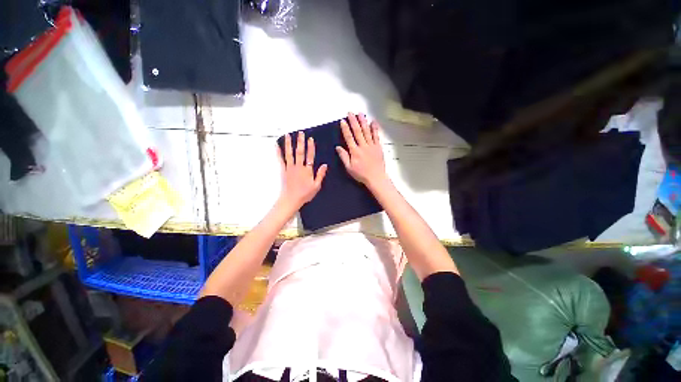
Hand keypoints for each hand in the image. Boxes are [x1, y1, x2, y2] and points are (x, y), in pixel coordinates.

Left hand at [278, 131, 327, 209]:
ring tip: (288, 135)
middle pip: (299, 152)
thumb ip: (320, 174)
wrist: (291, 199)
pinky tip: (277, 146)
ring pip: (289, 154)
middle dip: (300, 142)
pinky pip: (281, 160)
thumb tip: (324, 165)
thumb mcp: (316, 186)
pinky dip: (278, 152)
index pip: (310, 156)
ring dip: (289, 144)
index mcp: (307, 170)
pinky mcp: (284, 170)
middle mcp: (298, 167)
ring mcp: (290, 168)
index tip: (310, 139)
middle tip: (300, 133)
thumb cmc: (305, 194)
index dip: (310, 147)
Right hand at [336, 113, 387, 187]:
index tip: (343, 121)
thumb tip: (338, 147)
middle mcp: (363, 146)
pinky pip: (376, 136)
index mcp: (355, 151)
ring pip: (366, 131)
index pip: (349, 137)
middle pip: (357, 131)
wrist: (376, 177)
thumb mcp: (349, 168)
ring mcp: (371, 145)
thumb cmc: (361, 174)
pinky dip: (375, 128)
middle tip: (350, 113)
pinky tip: (373, 122)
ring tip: (360, 113)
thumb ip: (344, 157)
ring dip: (363, 122)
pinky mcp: (378, 147)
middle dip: (353, 121)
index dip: (345, 128)